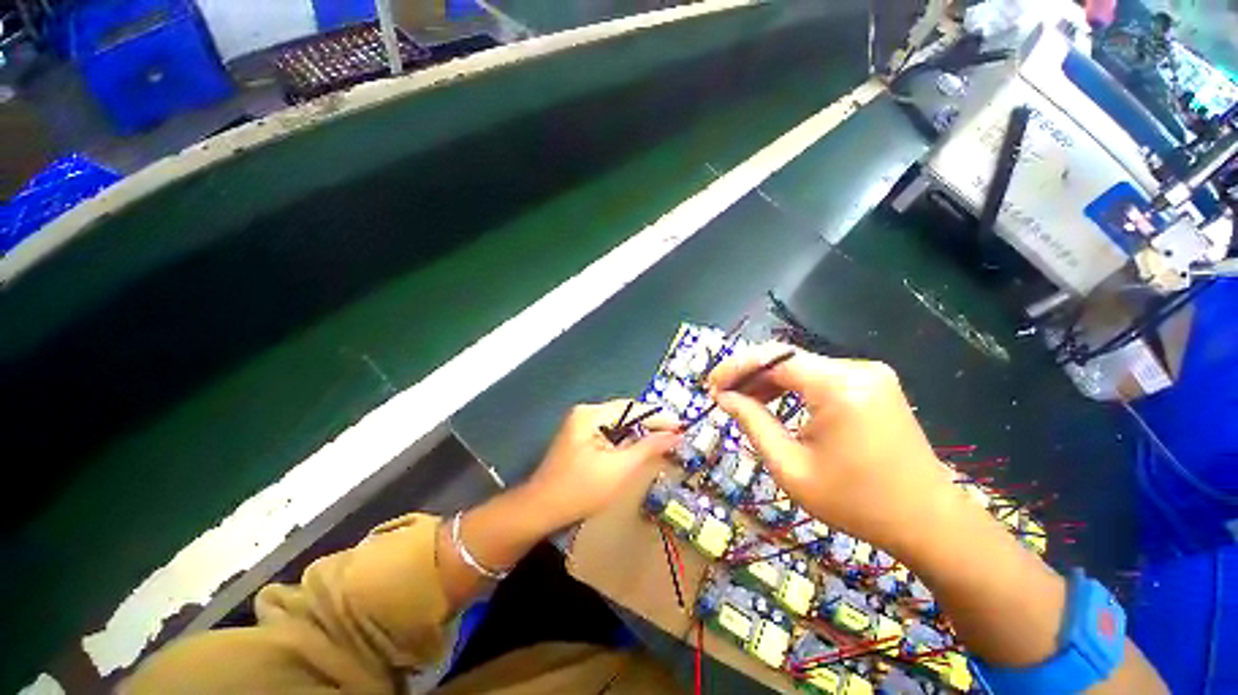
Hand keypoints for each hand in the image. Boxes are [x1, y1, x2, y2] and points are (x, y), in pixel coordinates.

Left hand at [522, 400, 681, 529]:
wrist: (541, 510)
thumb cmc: (581, 489)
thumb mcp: (619, 469)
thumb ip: (648, 448)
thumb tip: (674, 434)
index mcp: (591, 414)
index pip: (632, 408)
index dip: (659, 417)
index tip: (681, 425)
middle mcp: (586, 413)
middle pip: (625, 414)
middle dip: (650, 425)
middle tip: (675, 434)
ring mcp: (581, 425)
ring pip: (619, 424)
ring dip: (639, 433)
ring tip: (663, 441)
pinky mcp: (581, 438)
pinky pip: (610, 433)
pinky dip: (626, 441)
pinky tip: (640, 449)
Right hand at [707, 343, 954, 554]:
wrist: (928, 522)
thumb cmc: (856, 503)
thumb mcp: (791, 467)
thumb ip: (753, 423)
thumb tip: (724, 397)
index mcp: (838, 387)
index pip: (773, 358)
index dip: (736, 368)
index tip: (711, 386)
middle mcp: (856, 369)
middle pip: (786, 358)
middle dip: (749, 374)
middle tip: (722, 395)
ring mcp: (869, 374)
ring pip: (801, 366)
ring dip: (768, 380)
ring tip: (743, 400)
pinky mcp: (873, 384)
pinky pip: (819, 376)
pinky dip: (792, 386)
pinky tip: (775, 402)